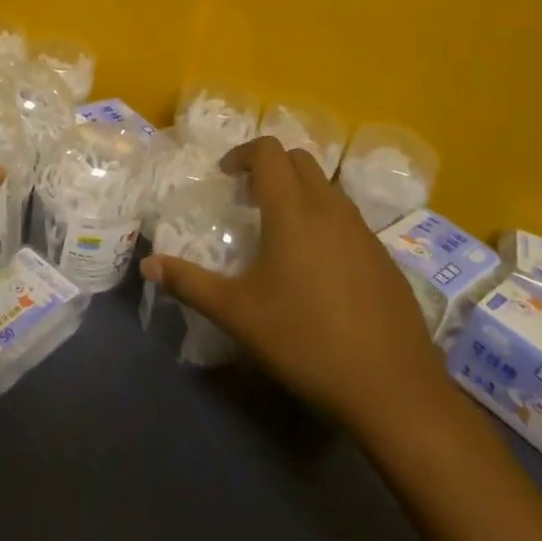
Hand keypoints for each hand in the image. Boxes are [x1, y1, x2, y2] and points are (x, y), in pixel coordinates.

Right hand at [140, 137, 452, 434]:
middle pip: (300, 160)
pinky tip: (316, 267)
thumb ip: (190, 284)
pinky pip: (348, 218)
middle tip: (247, 199)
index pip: (269, 152)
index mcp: (293, 211)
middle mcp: (331, 209)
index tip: (225, 177)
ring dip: (299, 192)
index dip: (242, 154)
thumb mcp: (238, 314)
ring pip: (327, 187)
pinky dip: (324, 219)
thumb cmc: (306, 341)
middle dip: (270, 167)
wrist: (392, 388)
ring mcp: (364, 231)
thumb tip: (148, 265)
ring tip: (278, 231)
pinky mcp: (384, 256)